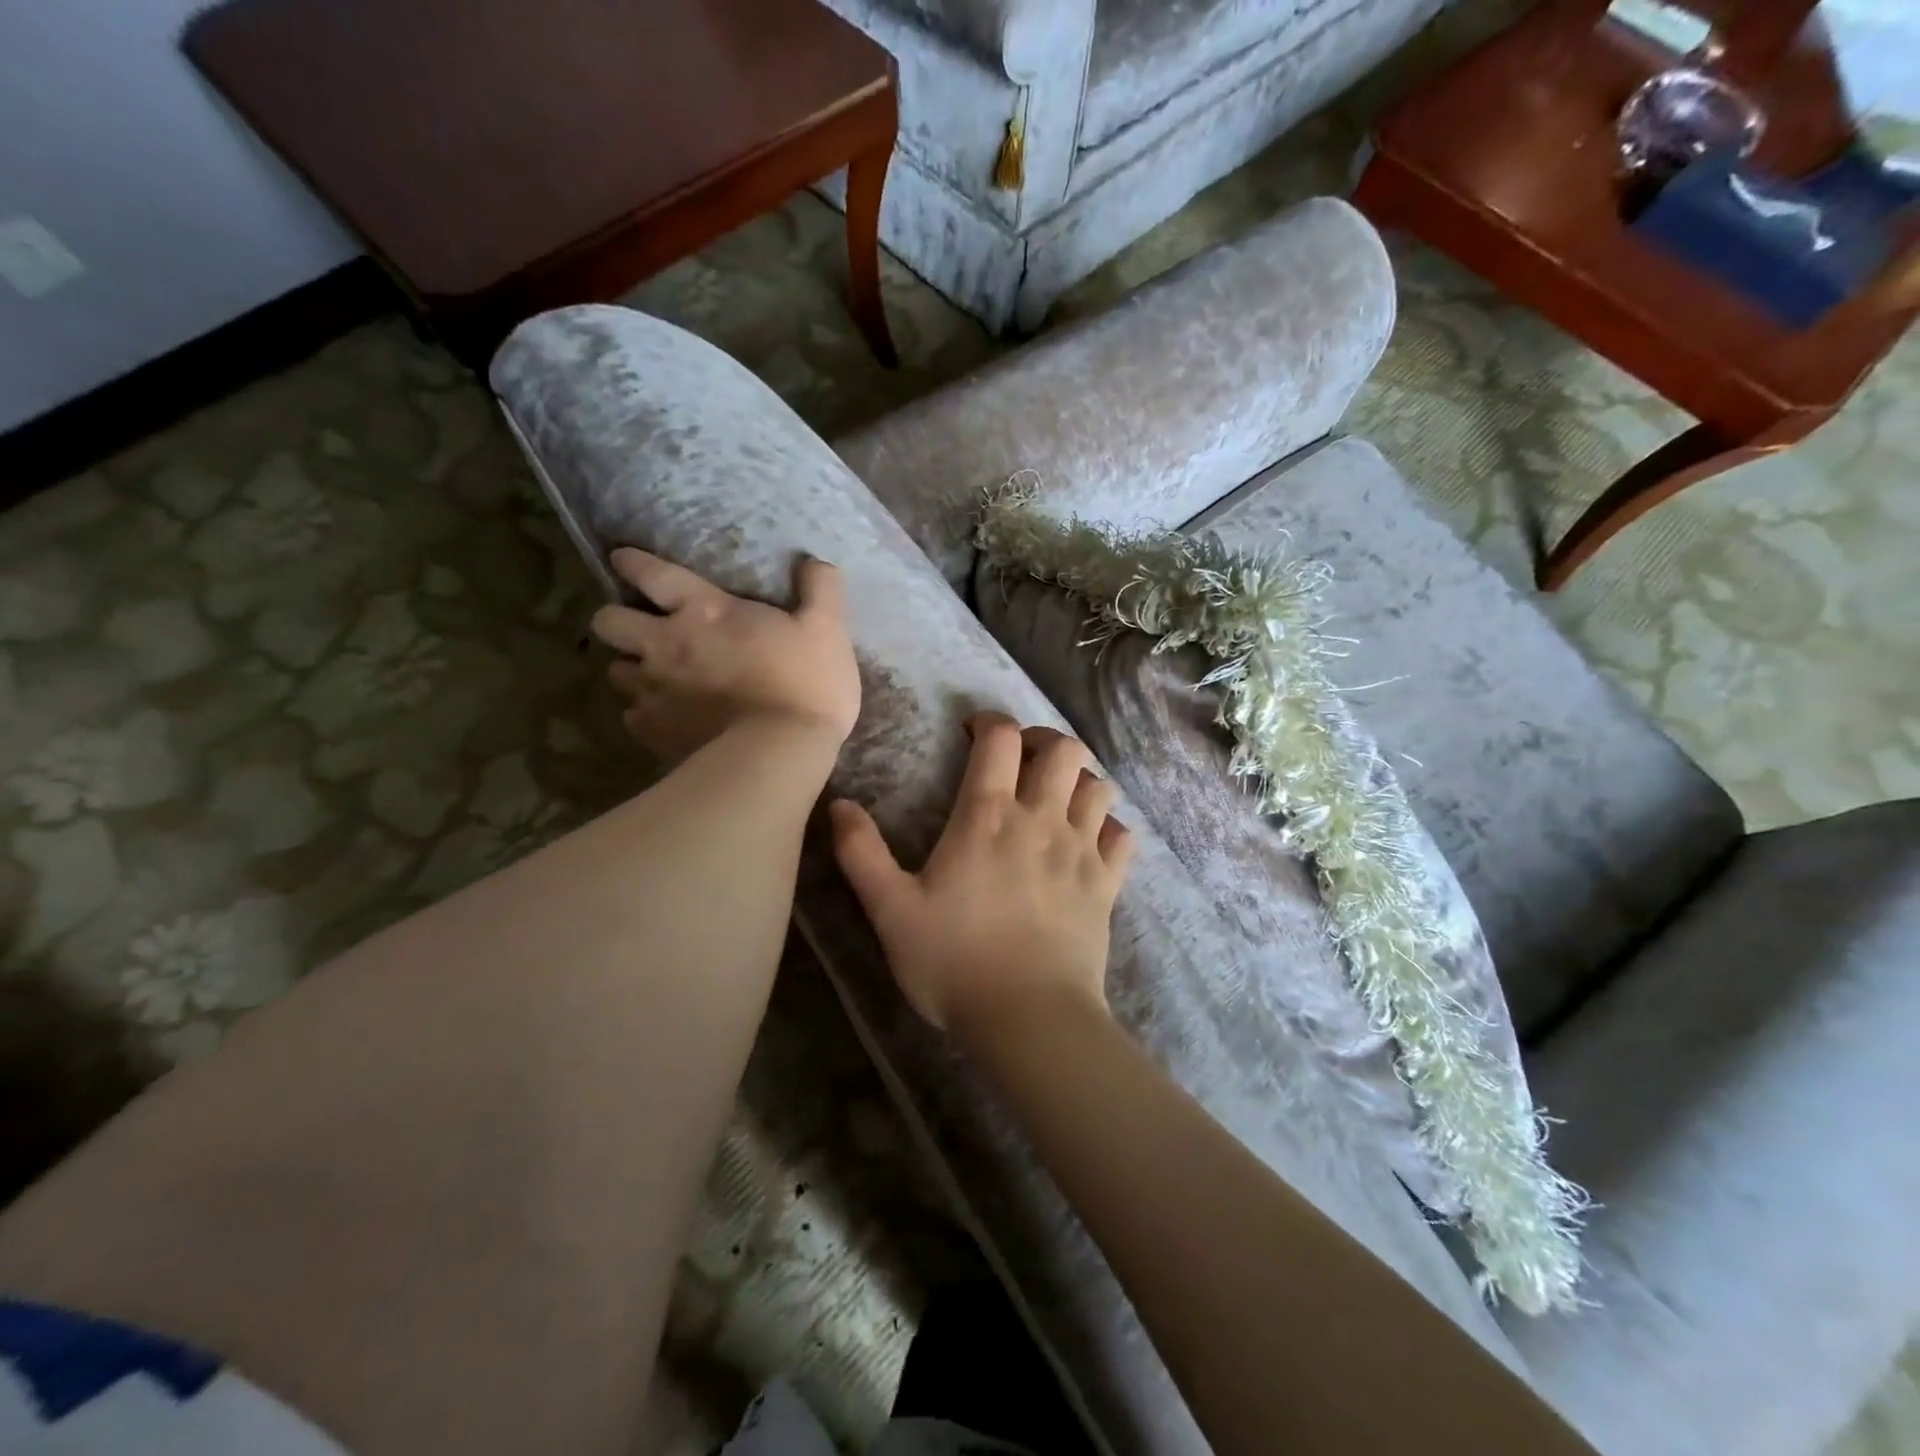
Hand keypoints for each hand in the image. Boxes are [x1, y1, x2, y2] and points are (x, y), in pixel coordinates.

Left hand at [593, 549, 860, 763]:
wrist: (781, 754)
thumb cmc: (807, 684)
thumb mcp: (828, 629)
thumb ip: (820, 589)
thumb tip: (814, 561)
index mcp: (705, 611)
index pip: (651, 573)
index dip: (631, 563)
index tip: (622, 560)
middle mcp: (666, 645)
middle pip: (607, 622)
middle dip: (617, 620)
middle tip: (643, 630)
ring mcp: (654, 692)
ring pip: (615, 672)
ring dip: (632, 669)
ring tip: (656, 678)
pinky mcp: (654, 733)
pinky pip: (633, 717)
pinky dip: (646, 715)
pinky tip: (669, 720)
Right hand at [829, 715, 1135, 1039]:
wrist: (1029, 1018)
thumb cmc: (954, 962)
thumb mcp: (890, 910)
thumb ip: (861, 853)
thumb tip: (838, 804)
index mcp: (988, 816)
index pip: (1001, 738)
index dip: (989, 722)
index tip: (972, 732)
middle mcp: (1041, 820)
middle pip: (1064, 749)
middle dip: (1043, 740)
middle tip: (1021, 759)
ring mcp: (1081, 850)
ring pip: (1099, 785)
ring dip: (1079, 779)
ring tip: (1056, 796)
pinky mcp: (1107, 884)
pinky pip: (1122, 835)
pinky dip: (1108, 826)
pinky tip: (1089, 840)